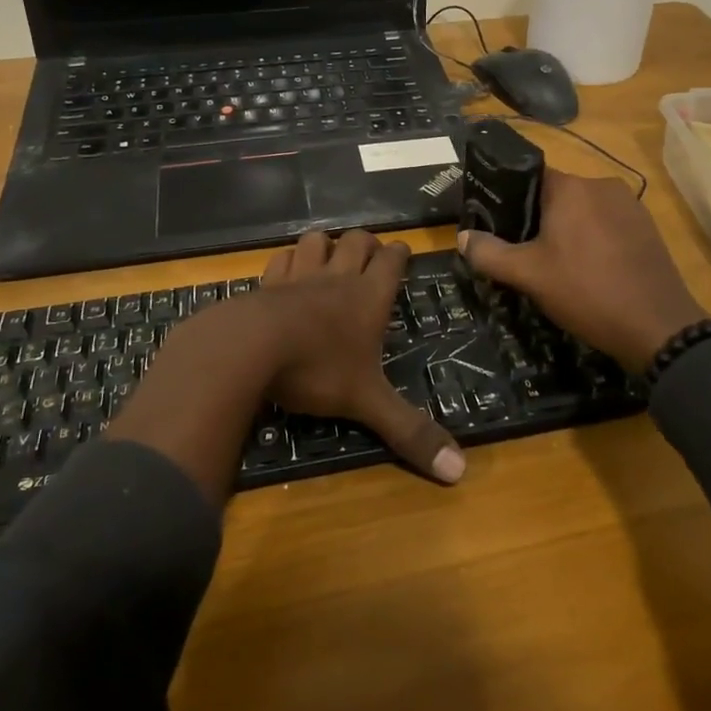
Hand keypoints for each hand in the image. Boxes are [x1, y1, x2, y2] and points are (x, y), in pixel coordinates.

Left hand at [258, 230, 464, 484]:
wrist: (251, 347)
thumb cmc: (317, 369)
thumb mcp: (367, 403)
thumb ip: (409, 432)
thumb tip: (460, 470)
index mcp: (368, 297)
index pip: (391, 260)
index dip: (399, 254)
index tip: (402, 254)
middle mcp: (337, 277)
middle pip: (357, 241)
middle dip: (367, 243)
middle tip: (370, 258)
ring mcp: (300, 275)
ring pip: (317, 240)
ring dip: (326, 245)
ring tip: (329, 259)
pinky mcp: (267, 282)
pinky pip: (281, 258)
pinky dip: (288, 261)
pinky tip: (288, 273)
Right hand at [457, 170, 705, 372]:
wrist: (658, 327)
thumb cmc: (586, 292)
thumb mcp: (528, 275)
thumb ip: (490, 253)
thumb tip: (462, 237)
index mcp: (571, 188)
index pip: (530, 177)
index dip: (510, 199)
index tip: (498, 224)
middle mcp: (602, 185)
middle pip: (558, 194)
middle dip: (539, 218)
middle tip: (523, 251)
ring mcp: (630, 206)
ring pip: (585, 210)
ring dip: (569, 230)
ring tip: (556, 264)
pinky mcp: (648, 228)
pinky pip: (609, 224)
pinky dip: (594, 239)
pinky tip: (590, 270)